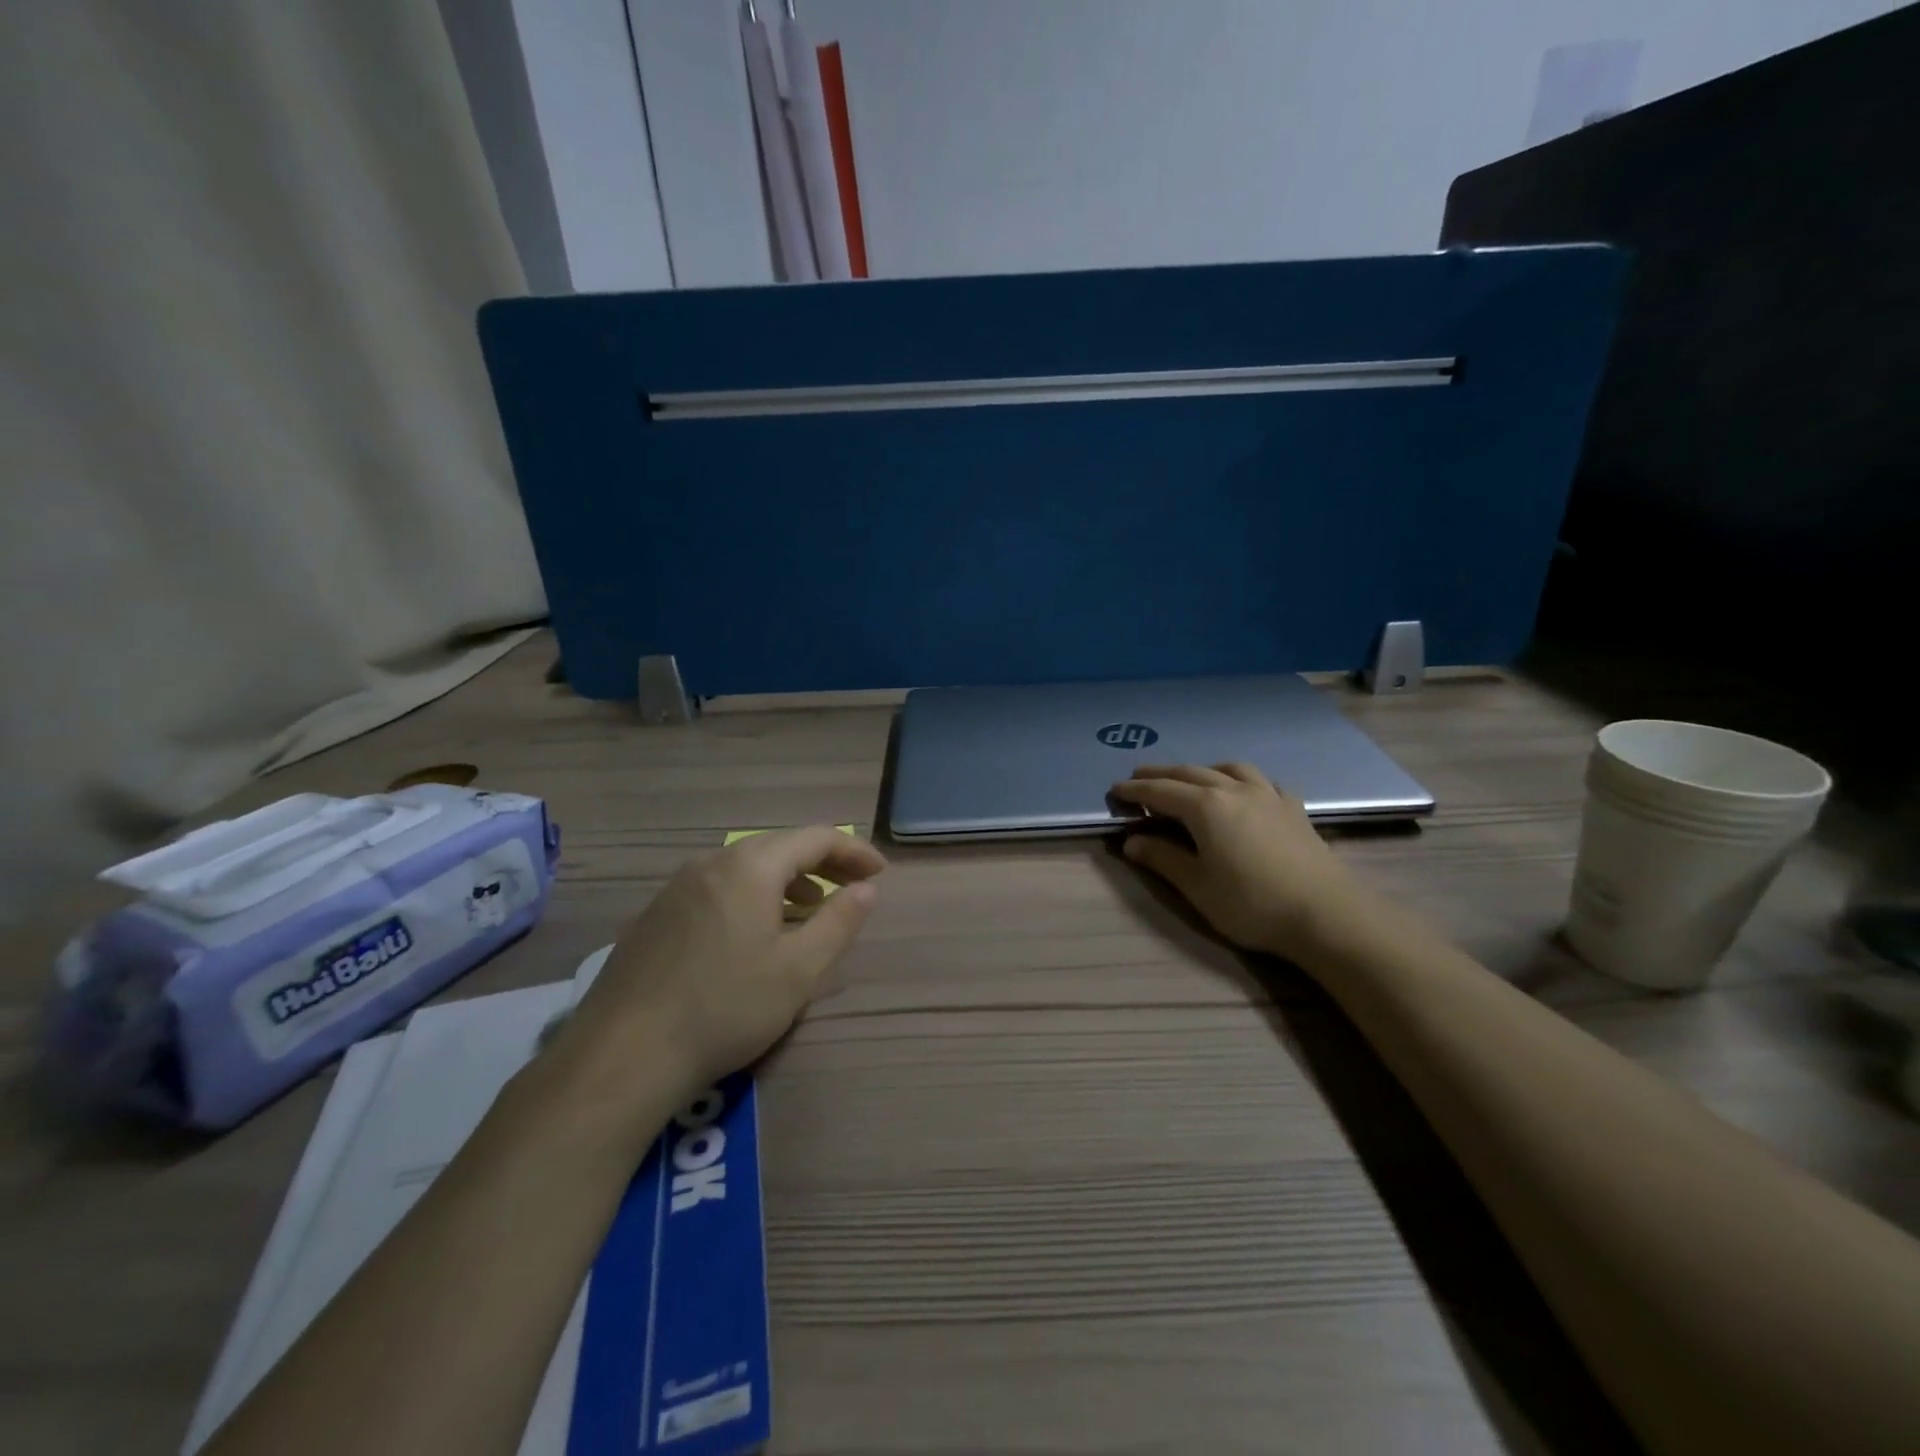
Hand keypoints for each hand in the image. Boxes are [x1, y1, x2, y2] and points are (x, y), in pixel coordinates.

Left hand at [553, 826, 885, 1114]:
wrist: (622, 1055)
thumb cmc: (725, 1007)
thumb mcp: (799, 971)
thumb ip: (839, 922)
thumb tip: (866, 889)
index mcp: (750, 866)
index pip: (815, 838)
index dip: (854, 851)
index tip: (880, 873)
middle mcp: (712, 862)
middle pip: (779, 846)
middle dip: (823, 862)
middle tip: (852, 888)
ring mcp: (677, 887)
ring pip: (745, 867)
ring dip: (786, 880)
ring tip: (808, 909)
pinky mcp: (655, 915)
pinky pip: (718, 888)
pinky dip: (751, 896)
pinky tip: (753, 933)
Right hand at [1110, 763, 1369, 960]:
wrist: (1326, 914)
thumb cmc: (1251, 903)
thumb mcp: (1197, 887)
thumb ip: (1163, 859)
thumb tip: (1132, 841)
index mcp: (1205, 807)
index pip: (1160, 792)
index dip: (1135, 791)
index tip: (1114, 790)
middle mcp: (1234, 790)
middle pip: (1190, 773)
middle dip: (1161, 774)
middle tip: (1139, 777)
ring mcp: (1267, 795)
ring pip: (1228, 768)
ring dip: (1202, 769)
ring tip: (1190, 778)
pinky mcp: (1292, 808)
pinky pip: (1261, 781)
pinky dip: (1241, 779)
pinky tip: (1243, 791)